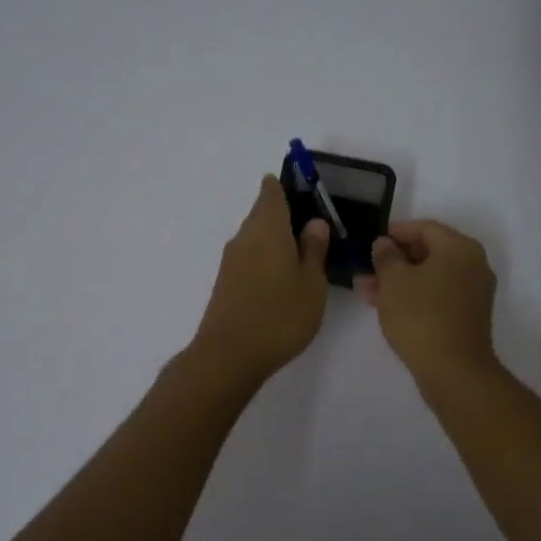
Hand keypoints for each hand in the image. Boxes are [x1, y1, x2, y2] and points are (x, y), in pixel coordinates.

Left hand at [192, 176, 330, 381]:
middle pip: (262, 213)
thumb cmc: (280, 315)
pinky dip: (265, 257)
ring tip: (303, 252)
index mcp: (268, 228)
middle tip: (313, 226)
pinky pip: (249, 256)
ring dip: (275, 237)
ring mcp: (231, 260)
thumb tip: (315, 222)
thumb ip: (314, 249)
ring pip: (255, 236)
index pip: (272, 192)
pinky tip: (282, 276)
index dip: (285, 186)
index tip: (304, 189)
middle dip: (284, 213)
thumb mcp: (311, 282)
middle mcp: (245, 237)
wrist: (229, 355)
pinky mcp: (226, 282)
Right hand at [356, 219, 498, 383]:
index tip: (372, 241)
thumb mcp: (394, 280)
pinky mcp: (467, 316)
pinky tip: (384, 305)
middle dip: (393, 260)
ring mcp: (473, 292)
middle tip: (365, 268)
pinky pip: (436, 295)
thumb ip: (386, 256)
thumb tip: (384, 244)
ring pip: (429, 277)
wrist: (453, 371)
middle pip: (428, 252)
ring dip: (398, 280)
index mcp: (460, 248)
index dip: (395, 232)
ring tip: (365, 289)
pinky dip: (413, 296)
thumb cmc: (421, 316)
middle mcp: (473, 265)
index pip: (425, 228)